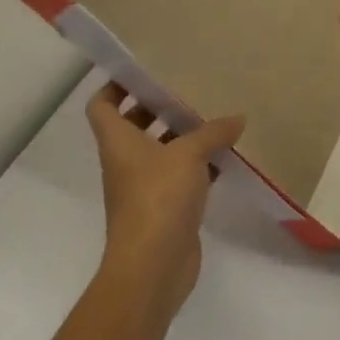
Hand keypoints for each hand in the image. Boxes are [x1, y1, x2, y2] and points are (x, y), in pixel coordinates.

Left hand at [86, 82, 242, 319]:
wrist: (152, 267)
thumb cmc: (158, 198)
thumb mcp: (189, 154)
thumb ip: (213, 132)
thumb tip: (237, 119)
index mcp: (119, 142)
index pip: (102, 106)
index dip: (114, 86)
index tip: (142, 71)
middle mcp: (127, 162)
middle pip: (134, 125)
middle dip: (157, 107)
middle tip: (188, 89)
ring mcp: (145, 188)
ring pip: (161, 151)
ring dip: (182, 136)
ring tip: (214, 116)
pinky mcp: (166, 209)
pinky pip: (181, 176)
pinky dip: (199, 165)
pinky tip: (226, 157)